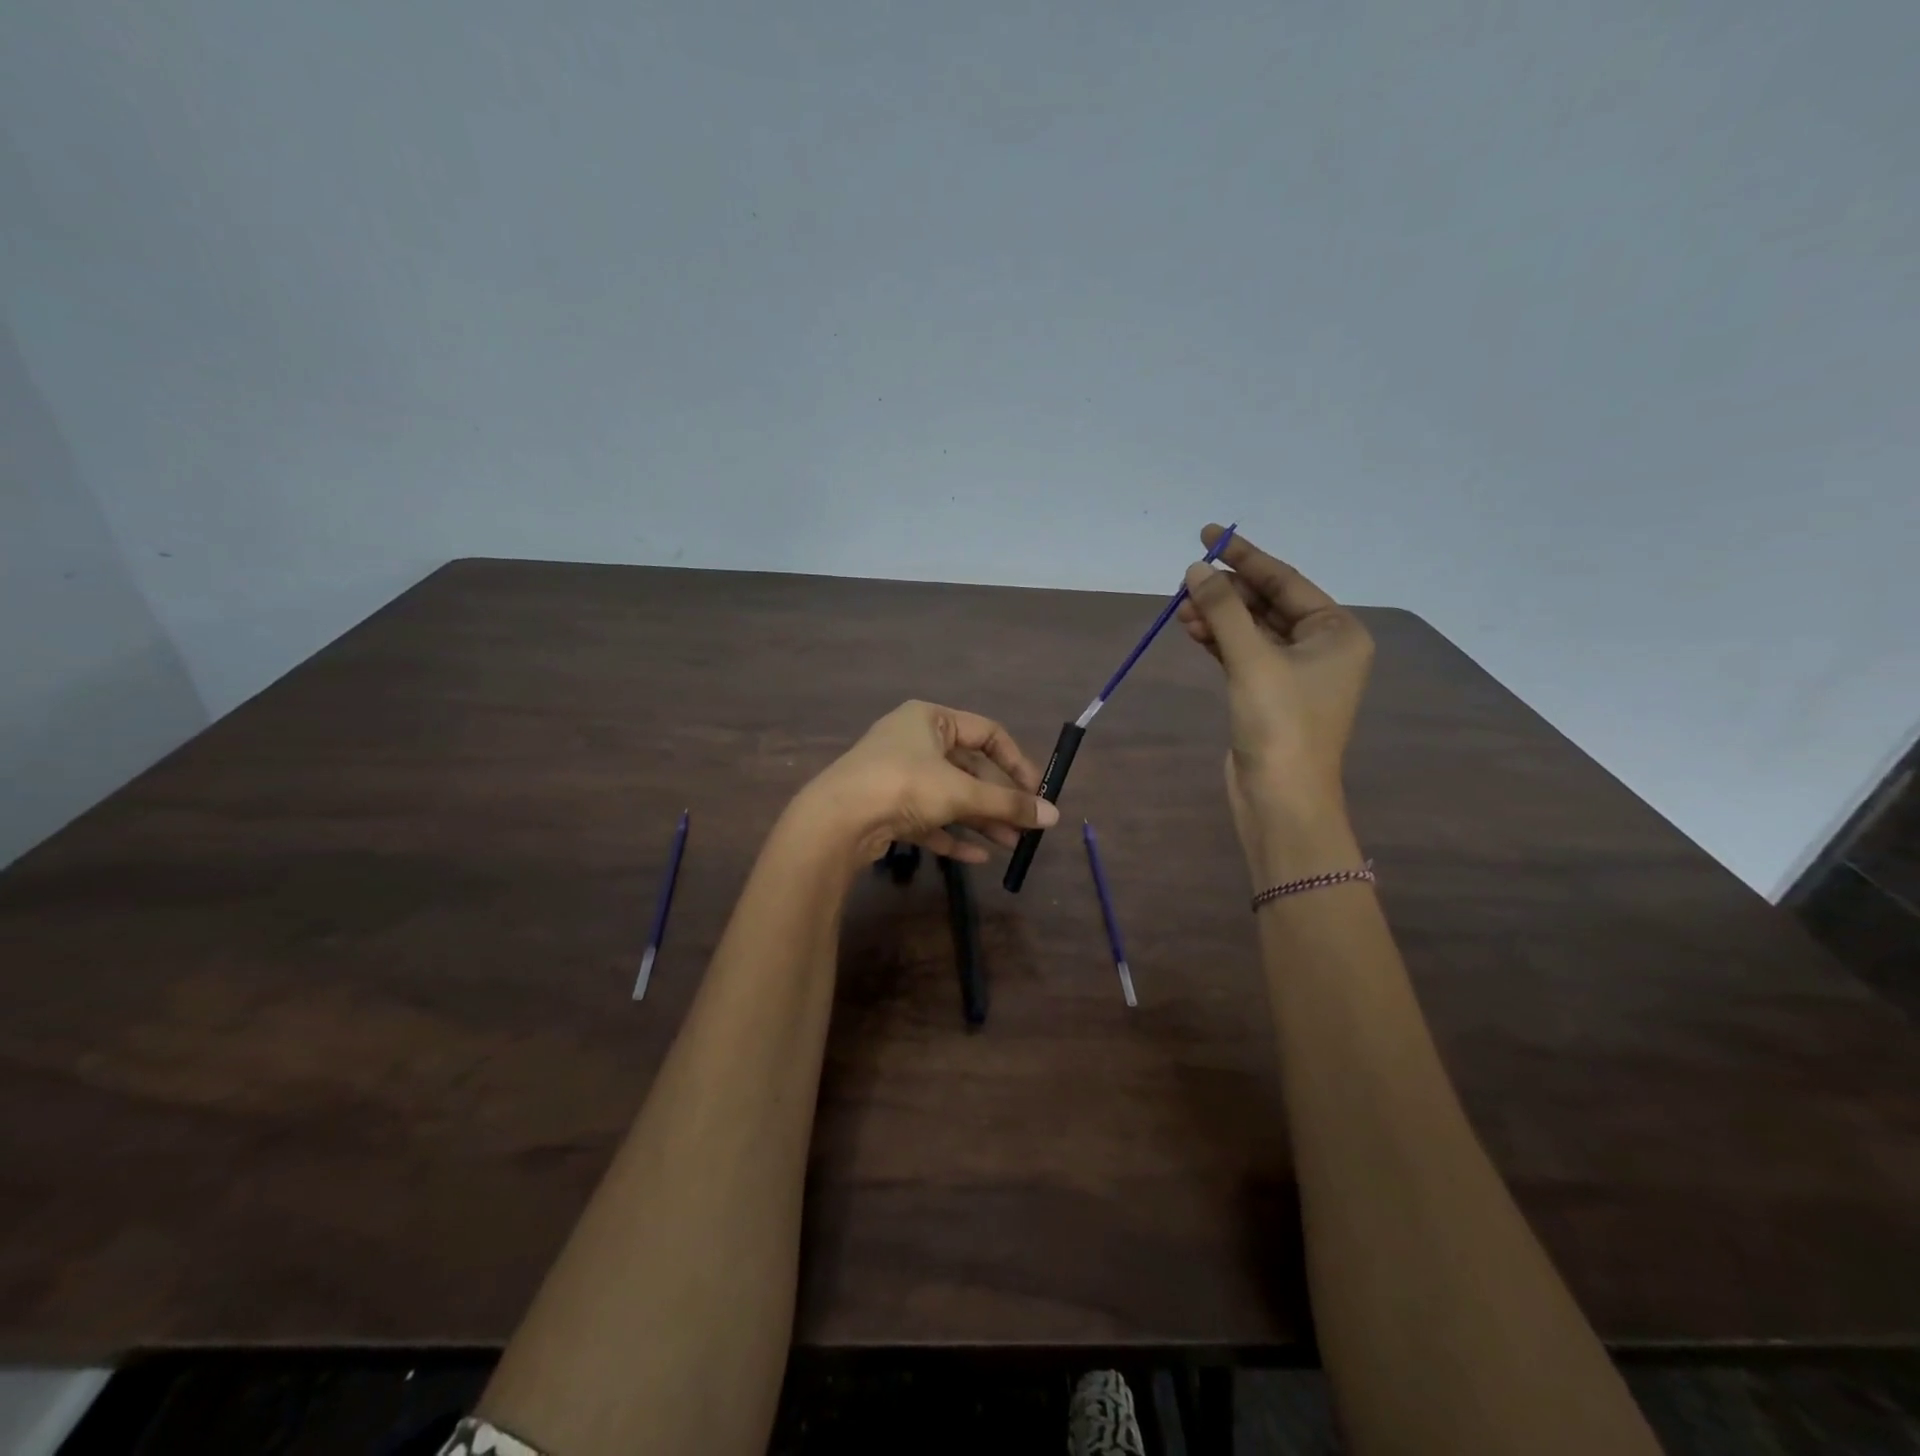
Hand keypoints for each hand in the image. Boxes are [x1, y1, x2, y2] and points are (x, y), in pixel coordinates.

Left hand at [793, 700, 1058, 869]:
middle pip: (969, 769)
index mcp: (931, 719)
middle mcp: (914, 741)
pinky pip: (928, 819)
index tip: (1035, 792)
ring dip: (980, 819)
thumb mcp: (961, 792)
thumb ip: (1008, 803)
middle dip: (998, 800)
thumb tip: (1053, 815)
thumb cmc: (904, 785)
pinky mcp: (887, 807)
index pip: (987, 733)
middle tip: (1025, 826)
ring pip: (950, 796)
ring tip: (1010, 844)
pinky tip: (977, 857)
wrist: (836, 820)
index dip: (1015, 762)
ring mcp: (898, 775)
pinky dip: (952, 835)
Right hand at [1174, 525, 1372, 847]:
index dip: (1244, 557)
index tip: (1208, 535)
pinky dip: (1219, 641)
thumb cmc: (1280, 723)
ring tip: (1180, 608)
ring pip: (1251, 630)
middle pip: (1268, 603)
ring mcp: (1295, 672)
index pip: (1285, 580)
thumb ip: (1223, 610)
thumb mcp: (1252, 659)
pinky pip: (1243, 653)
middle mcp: (1322, 646)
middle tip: (1187, 578)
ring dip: (1218, 617)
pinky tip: (1192, 629)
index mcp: (1337, 631)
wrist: (1280, 797)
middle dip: (1227, 592)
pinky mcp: (1269, 694)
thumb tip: (1196, 569)